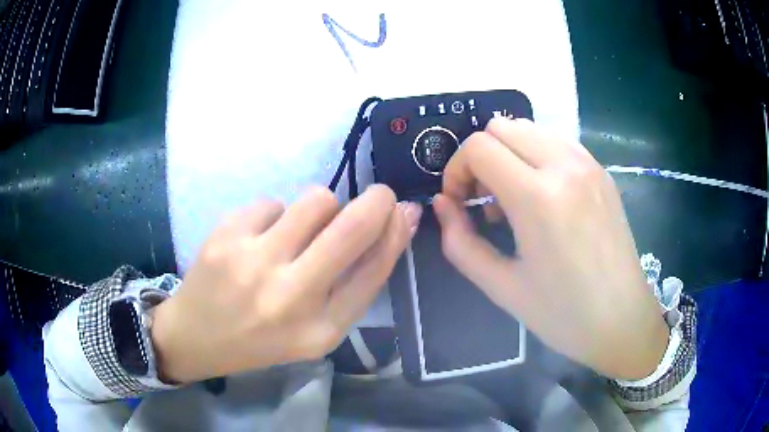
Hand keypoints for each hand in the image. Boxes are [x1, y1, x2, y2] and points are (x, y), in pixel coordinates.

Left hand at [151, 185, 421, 382]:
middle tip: (378, 196)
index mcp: (318, 331)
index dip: (396, 232)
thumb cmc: (261, 339)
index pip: (375, 270)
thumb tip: (395, 223)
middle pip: (352, 228)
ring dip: (321, 209)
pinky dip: (276, 216)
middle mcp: (289, 297)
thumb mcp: (315, 329)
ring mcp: (253, 262)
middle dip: (376, 201)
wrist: (195, 337)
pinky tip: (258, 240)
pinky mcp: (225, 235)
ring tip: (299, 232)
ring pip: (316, 200)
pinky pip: (274, 202)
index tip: (404, 210)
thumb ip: (354, 282)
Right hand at [434, 118, 667, 379]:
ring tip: (514, 199)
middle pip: (501, 127)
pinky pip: (557, 142)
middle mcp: (565, 166)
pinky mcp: (601, 171)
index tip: (460, 203)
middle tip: (484, 200)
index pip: (479, 147)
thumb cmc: (562, 314)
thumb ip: (460, 242)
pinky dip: (536, 156)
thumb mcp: (501, 287)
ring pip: (529, 128)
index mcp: (539, 197)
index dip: (456, 170)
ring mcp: (588, 164)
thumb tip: (442, 203)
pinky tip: (543, 196)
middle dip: (480, 157)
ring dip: (508, 153)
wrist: (622, 320)